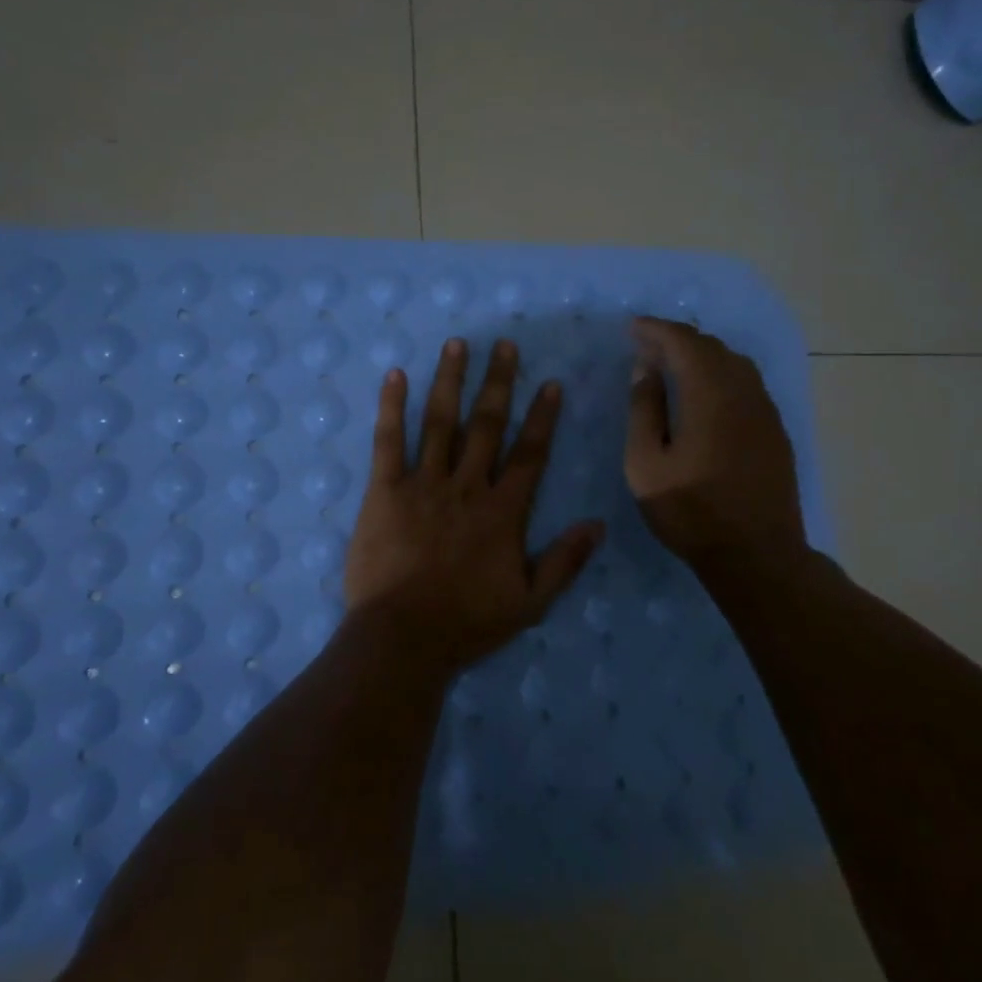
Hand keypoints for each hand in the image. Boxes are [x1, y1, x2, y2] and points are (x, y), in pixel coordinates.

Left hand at [344, 338, 603, 670]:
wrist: (403, 637)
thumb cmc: (467, 623)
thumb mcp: (531, 602)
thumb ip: (565, 561)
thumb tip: (597, 525)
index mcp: (503, 511)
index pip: (529, 453)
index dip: (541, 417)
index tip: (549, 383)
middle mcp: (467, 486)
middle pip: (486, 425)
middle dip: (498, 382)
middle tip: (504, 344)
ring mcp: (424, 484)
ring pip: (440, 422)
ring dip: (450, 380)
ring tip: (457, 345)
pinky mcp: (384, 490)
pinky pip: (388, 441)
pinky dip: (391, 407)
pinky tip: (394, 375)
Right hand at [624, 317, 805, 566]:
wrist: (757, 554)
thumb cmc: (691, 511)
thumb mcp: (646, 465)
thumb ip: (644, 410)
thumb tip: (645, 370)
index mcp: (709, 394)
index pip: (683, 342)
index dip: (656, 329)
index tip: (632, 328)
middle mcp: (743, 391)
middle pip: (711, 346)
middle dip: (677, 339)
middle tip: (646, 347)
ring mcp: (765, 410)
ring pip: (734, 363)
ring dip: (701, 356)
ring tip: (673, 366)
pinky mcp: (775, 430)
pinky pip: (747, 384)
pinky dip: (721, 375)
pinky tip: (706, 395)